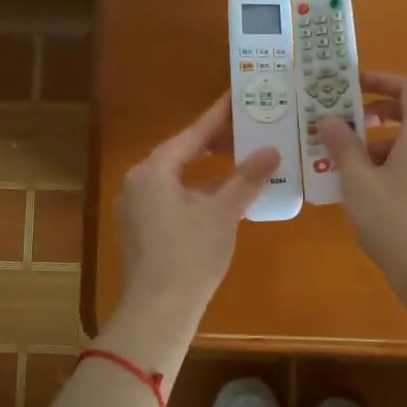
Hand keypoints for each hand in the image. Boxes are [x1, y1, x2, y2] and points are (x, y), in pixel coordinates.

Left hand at [117, 92, 280, 317]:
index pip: (192, 134)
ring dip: (206, 169)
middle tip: (245, 127)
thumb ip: (247, 178)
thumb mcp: (224, 212)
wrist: (158, 310)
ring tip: (238, 158)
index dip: (217, 116)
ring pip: (176, 177)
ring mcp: (135, 208)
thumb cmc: (191, 255)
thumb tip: (271, 149)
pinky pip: (171, 197)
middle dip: (213, 142)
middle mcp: (138, 183)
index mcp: (154, 171)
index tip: (237, 96)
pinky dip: (195, 190)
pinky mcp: (140, 230)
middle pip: (181, 153)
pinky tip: (220, 196)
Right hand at [317, 71, 406, 320]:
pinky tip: (363, 186)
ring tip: (344, 160)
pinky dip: (389, 162)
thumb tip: (330, 119)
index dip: (382, 80)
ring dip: (377, 142)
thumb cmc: (393, 218)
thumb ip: (343, 145)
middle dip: (375, 113)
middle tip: (343, 122)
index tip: (353, 85)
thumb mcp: (358, 180)